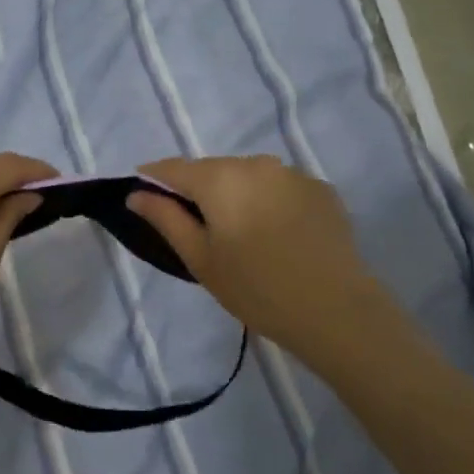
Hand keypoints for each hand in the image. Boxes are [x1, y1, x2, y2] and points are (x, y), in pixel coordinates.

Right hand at [130, 155, 400, 370]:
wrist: (337, 311)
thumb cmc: (256, 289)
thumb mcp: (200, 259)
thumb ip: (165, 219)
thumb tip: (136, 194)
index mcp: (220, 178)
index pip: (174, 168)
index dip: (154, 178)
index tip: (143, 193)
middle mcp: (256, 163)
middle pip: (213, 169)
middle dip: (199, 189)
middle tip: (197, 227)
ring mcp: (293, 173)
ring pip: (249, 175)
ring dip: (237, 194)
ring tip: (242, 233)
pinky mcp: (321, 189)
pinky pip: (281, 187)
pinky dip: (270, 201)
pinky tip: (278, 234)